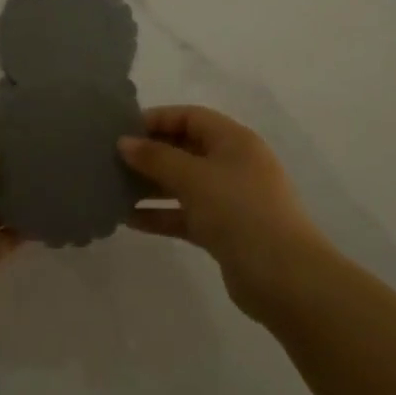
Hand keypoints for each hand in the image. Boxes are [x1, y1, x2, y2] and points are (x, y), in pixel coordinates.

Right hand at [119, 106, 327, 319]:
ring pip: (183, 184)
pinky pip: (185, 215)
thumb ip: (156, 158)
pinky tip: (129, 220)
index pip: (190, 117)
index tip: (120, 130)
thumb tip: (124, 142)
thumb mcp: (194, 178)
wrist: (285, 277)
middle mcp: (233, 164)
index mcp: (234, 140)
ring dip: (150, 186)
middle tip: (110, 160)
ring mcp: (230, 199)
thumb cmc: (240, 211)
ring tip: (113, 189)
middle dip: (149, 154)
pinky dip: (160, 215)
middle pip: (185, 149)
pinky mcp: (224, 231)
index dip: (156, 119)